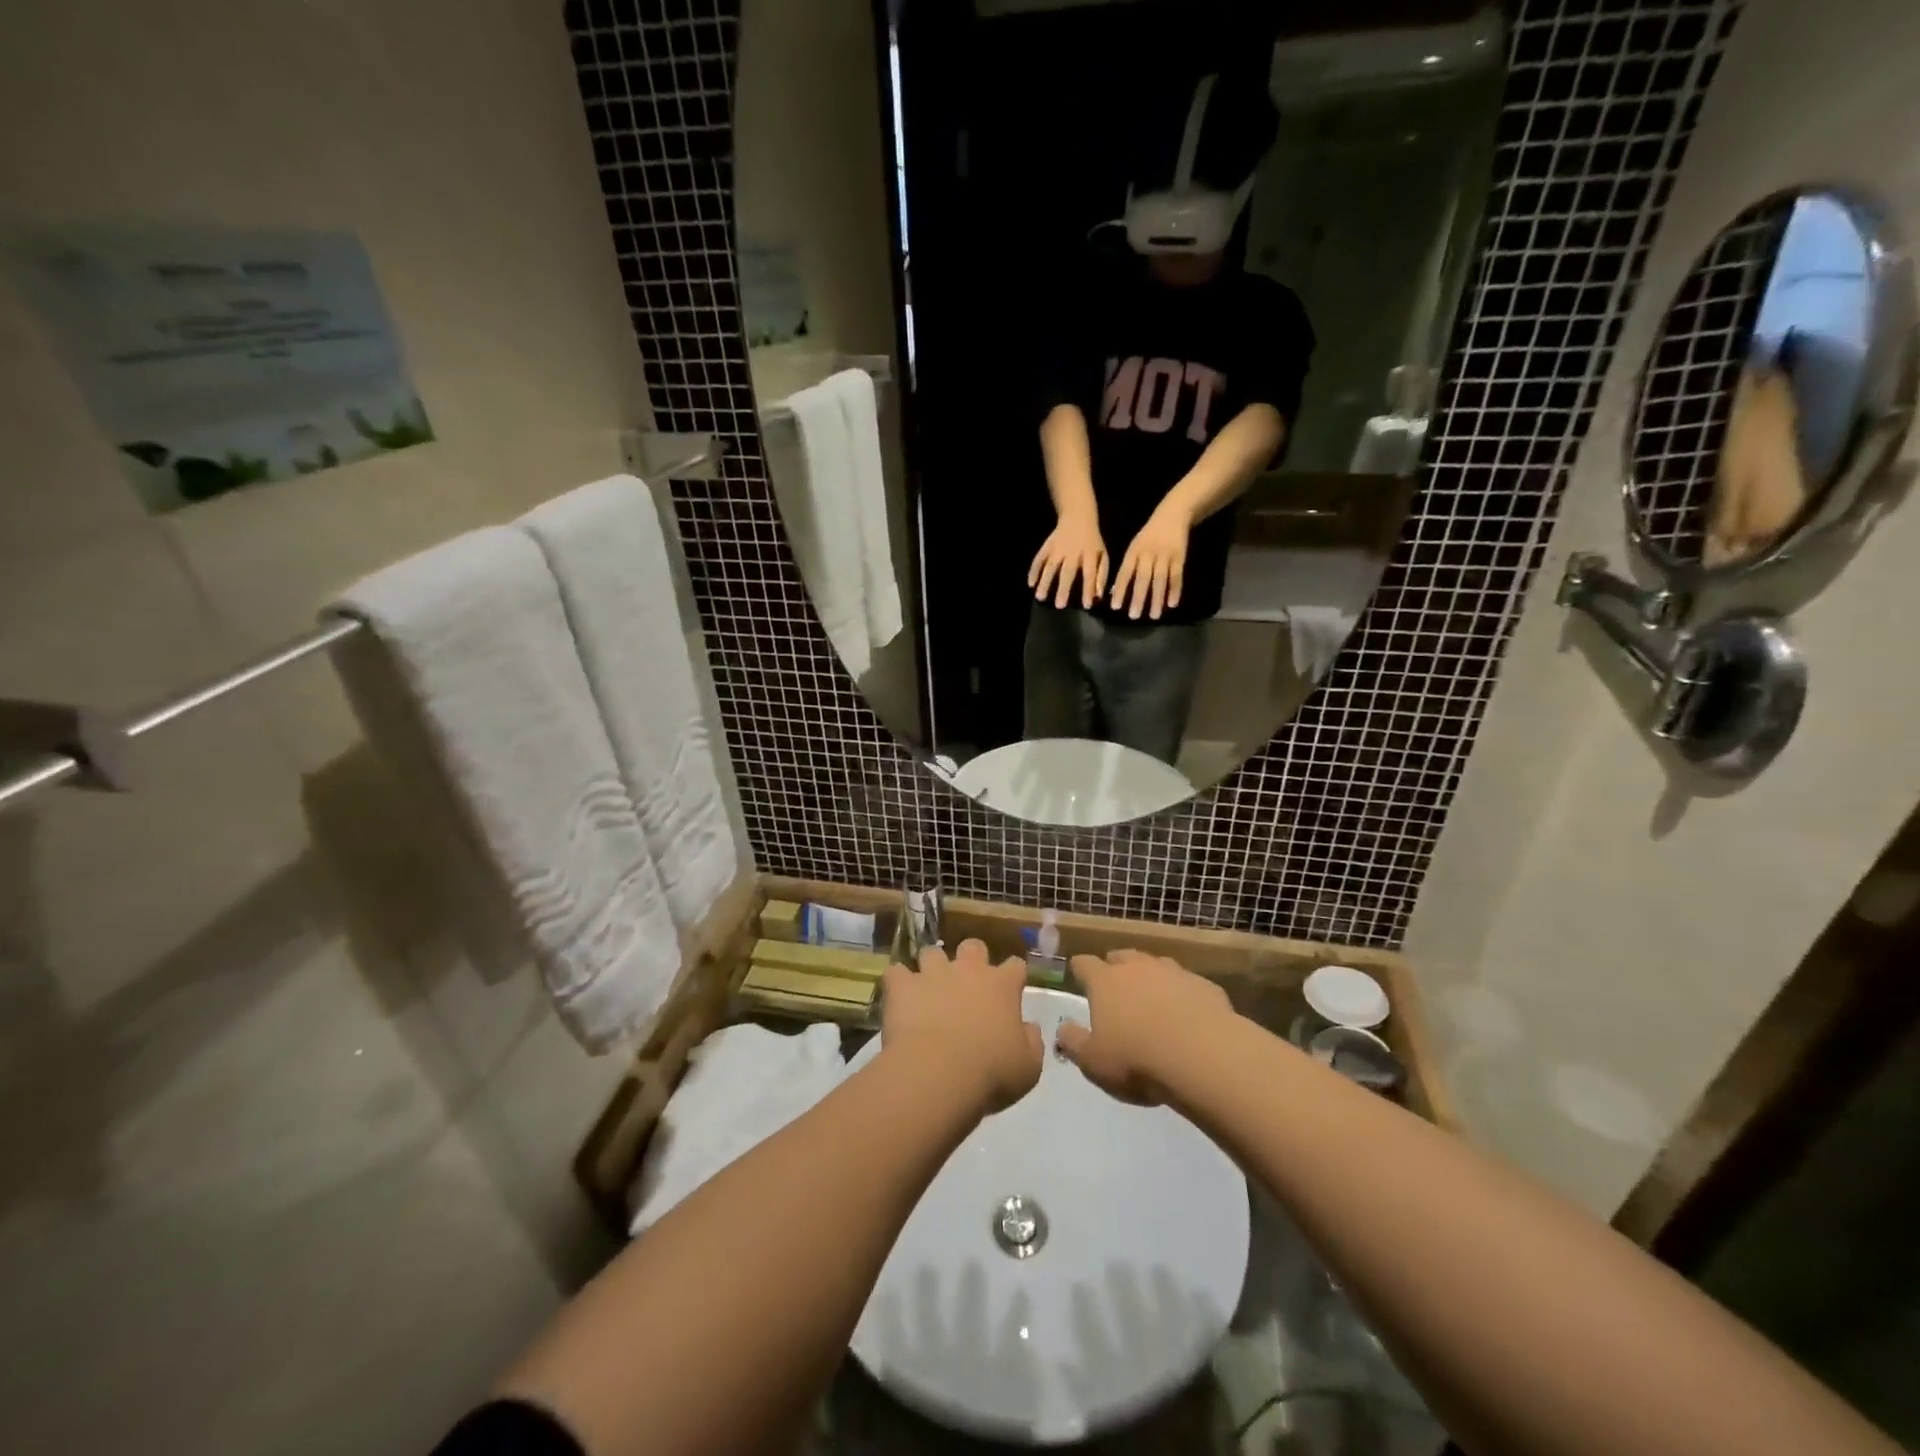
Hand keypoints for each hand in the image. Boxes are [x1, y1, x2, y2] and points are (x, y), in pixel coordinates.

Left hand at [882, 940, 1042, 1113]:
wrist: (938, 1074)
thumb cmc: (991, 1072)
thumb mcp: (1028, 1066)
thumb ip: (1031, 1042)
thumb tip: (1029, 1028)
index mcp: (1002, 986)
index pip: (1015, 966)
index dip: (1013, 976)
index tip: (1011, 990)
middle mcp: (969, 970)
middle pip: (973, 946)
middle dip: (971, 959)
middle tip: (967, 984)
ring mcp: (933, 974)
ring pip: (932, 953)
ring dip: (931, 968)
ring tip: (928, 990)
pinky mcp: (903, 985)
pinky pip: (896, 973)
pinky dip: (898, 983)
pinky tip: (898, 998)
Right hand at [1029, 513, 1108, 608]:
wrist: (1078, 516)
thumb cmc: (1092, 542)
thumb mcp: (1103, 555)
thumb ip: (1101, 575)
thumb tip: (1097, 596)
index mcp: (1090, 554)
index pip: (1090, 573)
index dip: (1088, 589)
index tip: (1086, 605)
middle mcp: (1073, 552)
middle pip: (1068, 571)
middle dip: (1063, 588)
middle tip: (1059, 606)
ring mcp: (1058, 548)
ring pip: (1051, 566)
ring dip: (1045, 581)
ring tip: (1040, 597)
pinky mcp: (1047, 545)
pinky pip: (1039, 558)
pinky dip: (1033, 570)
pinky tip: (1030, 583)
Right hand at [1055, 950, 1233, 1104]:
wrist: (1204, 1057)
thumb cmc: (1137, 1060)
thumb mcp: (1093, 1062)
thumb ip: (1073, 1042)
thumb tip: (1062, 1029)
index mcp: (1105, 981)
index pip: (1084, 964)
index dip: (1079, 970)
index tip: (1078, 977)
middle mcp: (1137, 967)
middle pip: (1121, 956)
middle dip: (1115, 968)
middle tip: (1115, 987)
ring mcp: (1173, 972)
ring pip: (1155, 965)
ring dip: (1150, 977)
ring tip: (1152, 999)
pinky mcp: (1204, 985)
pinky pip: (1187, 984)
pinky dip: (1182, 994)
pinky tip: (1188, 1015)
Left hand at [1110, 503, 1190, 619]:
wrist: (1173, 514)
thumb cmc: (1149, 535)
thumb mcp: (1135, 547)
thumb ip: (1127, 568)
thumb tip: (1115, 591)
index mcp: (1134, 552)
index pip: (1125, 573)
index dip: (1120, 590)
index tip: (1116, 607)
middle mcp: (1148, 554)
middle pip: (1143, 578)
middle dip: (1138, 598)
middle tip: (1134, 616)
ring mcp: (1165, 555)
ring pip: (1160, 579)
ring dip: (1157, 598)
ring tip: (1154, 616)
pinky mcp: (1180, 556)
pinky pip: (1177, 576)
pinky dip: (1175, 590)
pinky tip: (1172, 604)